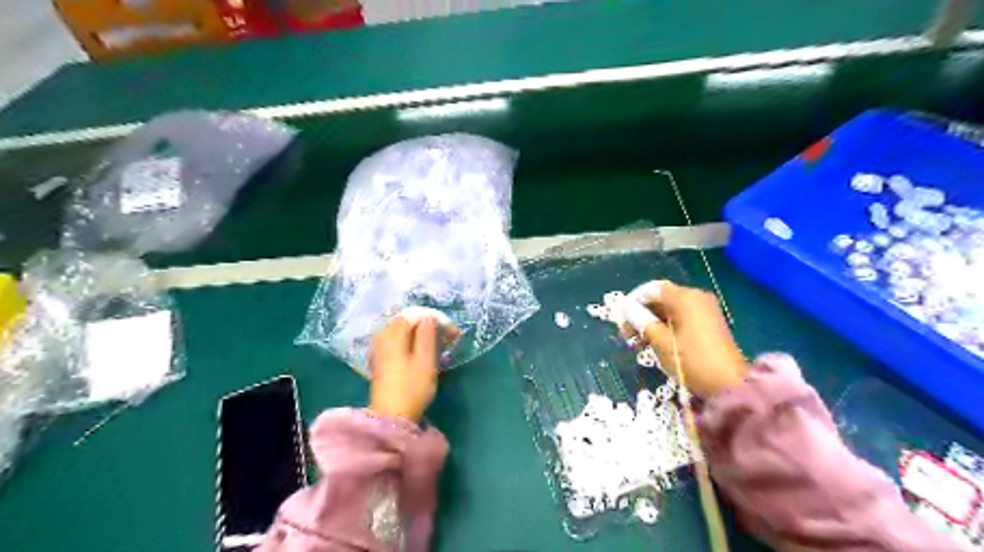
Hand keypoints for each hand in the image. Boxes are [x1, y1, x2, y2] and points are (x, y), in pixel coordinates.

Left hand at [368, 314, 460, 422]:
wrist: (391, 417)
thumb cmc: (412, 387)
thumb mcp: (425, 359)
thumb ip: (428, 334)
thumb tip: (431, 317)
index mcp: (393, 333)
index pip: (417, 314)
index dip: (438, 319)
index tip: (455, 332)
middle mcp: (383, 336)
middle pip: (410, 321)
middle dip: (432, 325)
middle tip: (451, 338)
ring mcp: (381, 348)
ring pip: (406, 331)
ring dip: (425, 334)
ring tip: (442, 345)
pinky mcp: (383, 359)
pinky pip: (401, 341)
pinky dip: (416, 342)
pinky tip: (427, 352)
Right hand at [625, 280, 751, 397]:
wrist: (730, 386)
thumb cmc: (691, 361)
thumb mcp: (660, 342)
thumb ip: (641, 322)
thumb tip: (626, 309)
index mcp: (685, 298)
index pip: (651, 289)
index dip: (632, 302)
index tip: (620, 321)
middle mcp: (696, 298)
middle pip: (661, 298)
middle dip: (641, 314)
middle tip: (627, 335)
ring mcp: (704, 311)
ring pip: (669, 309)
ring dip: (651, 322)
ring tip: (639, 343)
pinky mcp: (708, 324)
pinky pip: (680, 318)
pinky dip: (665, 327)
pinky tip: (655, 343)